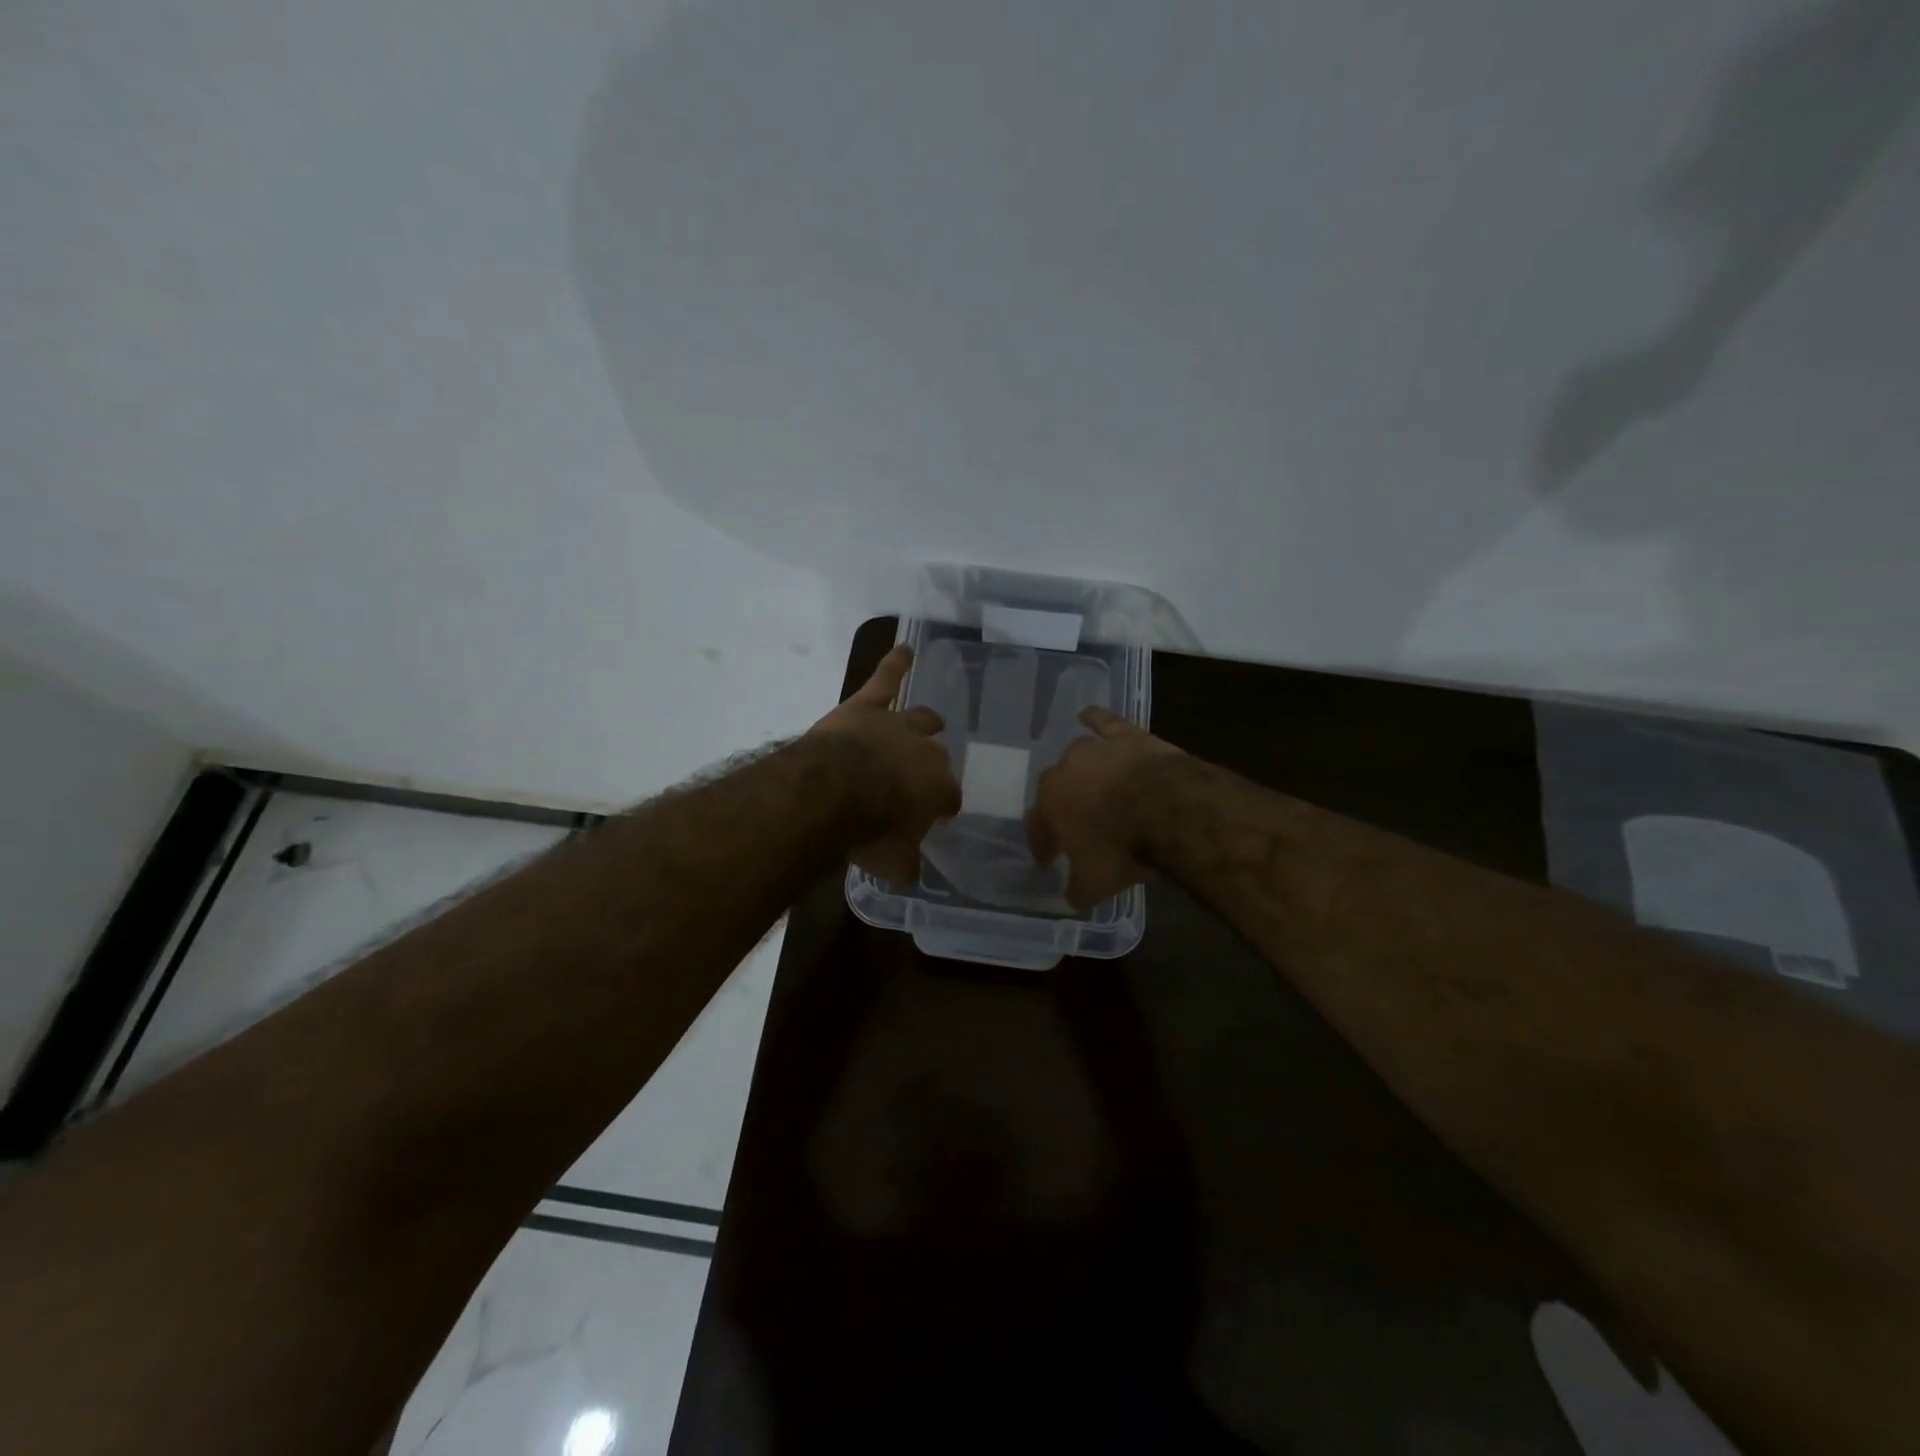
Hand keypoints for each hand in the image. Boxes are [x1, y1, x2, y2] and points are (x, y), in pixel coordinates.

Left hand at [809, 645, 961, 881]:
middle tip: (916, 780)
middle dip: (929, 767)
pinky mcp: (868, 706)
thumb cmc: (867, 829)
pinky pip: (886, 679)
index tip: (934, 815)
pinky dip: (895, 663)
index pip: (949, 797)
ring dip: (925, 722)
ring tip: (932, 720)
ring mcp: (898, 725)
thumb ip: (906, 863)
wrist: (831, 792)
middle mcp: (927, 752)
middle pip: (936, 756)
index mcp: (938, 788)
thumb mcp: (891, 861)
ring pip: (921, 718)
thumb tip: (911, 871)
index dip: (941, 806)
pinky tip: (904, 649)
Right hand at [1026, 706, 1185, 909]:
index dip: (1043, 845)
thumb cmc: (1121, 847)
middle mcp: (1064, 772)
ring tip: (1090, 787)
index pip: (1038, 827)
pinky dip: (1095, 719)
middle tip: (1075, 828)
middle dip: (1062, 808)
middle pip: (1056, 789)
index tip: (1048, 861)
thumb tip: (1072, 898)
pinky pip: (1104, 722)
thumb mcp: (1095, 883)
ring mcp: (1095, 750)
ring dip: (1081, 772)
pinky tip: (1087, 715)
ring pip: (1079, 758)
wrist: (1167, 809)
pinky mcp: (1125, 736)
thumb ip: (1078, 890)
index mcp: (1049, 805)